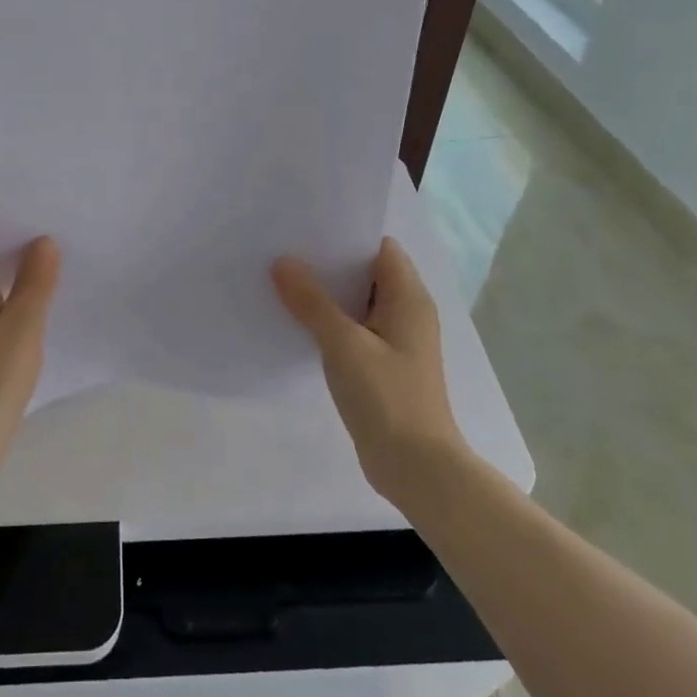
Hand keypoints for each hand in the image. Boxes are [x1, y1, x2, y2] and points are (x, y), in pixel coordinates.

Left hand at [0, 211, 60, 486]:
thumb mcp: (20, 331)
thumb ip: (35, 283)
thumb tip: (44, 241)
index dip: (6, 210)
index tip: (44, 207)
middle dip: (20, 235)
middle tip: (64, 229)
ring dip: (21, 266)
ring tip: (64, 258)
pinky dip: (17, 293)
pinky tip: (47, 301)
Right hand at [272, 237, 467, 504]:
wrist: (416, 468)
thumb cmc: (387, 397)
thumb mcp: (344, 344)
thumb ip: (312, 302)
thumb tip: (283, 262)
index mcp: (407, 298)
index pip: (379, 247)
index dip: (344, 234)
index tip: (304, 228)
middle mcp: (406, 312)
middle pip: (365, 272)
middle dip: (327, 263)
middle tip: (283, 250)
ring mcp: (395, 340)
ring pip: (356, 303)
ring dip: (325, 294)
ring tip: (280, 280)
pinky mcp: (382, 365)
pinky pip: (353, 330)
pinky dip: (329, 322)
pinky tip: (296, 323)